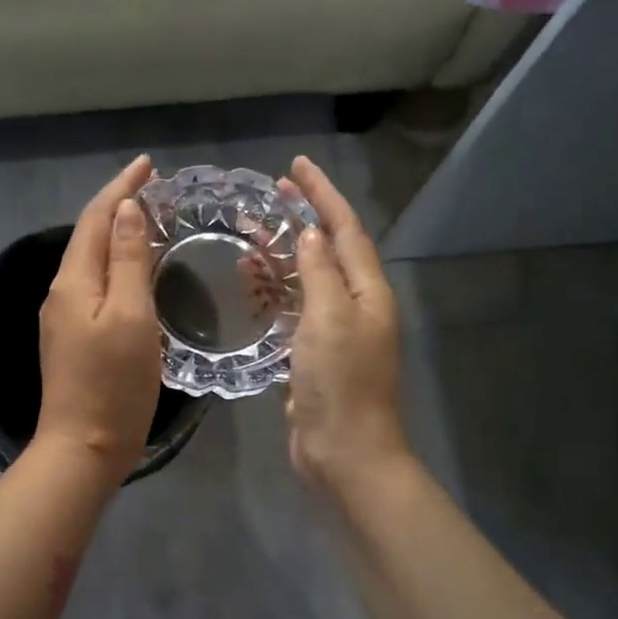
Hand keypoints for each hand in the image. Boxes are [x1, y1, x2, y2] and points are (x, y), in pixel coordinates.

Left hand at [36, 156, 163, 481]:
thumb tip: (126, 211)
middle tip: (154, 188)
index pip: (95, 218)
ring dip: (116, 233)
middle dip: (118, 205)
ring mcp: (64, 317)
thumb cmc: (114, 384)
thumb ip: (127, 262)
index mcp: (74, 282)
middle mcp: (62, 292)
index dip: (121, 188)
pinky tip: (135, 268)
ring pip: (91, 260)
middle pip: (88, 235)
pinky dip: (115, 264)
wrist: (82, 447)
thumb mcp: (131, 318)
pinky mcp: (73, 337)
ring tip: (149, 219)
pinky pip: (95, 284)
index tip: (148, 164)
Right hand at [280, 156, 408, 489]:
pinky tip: (251, 283)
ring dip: (282, 254)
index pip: (345, 228)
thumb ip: (320, 273)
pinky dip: (274, 291)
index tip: (296, 166)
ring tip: (249, 232)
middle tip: (270, 193)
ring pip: (307, 279)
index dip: (322, 195)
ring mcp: (335, 330)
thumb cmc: (340, 383)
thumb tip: (311, 234)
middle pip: (328, 249)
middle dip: (302, 218)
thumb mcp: (330, 319)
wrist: (344, 452)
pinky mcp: (314, 354)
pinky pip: (294, 309)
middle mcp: (355, 304)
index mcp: (367, 291)